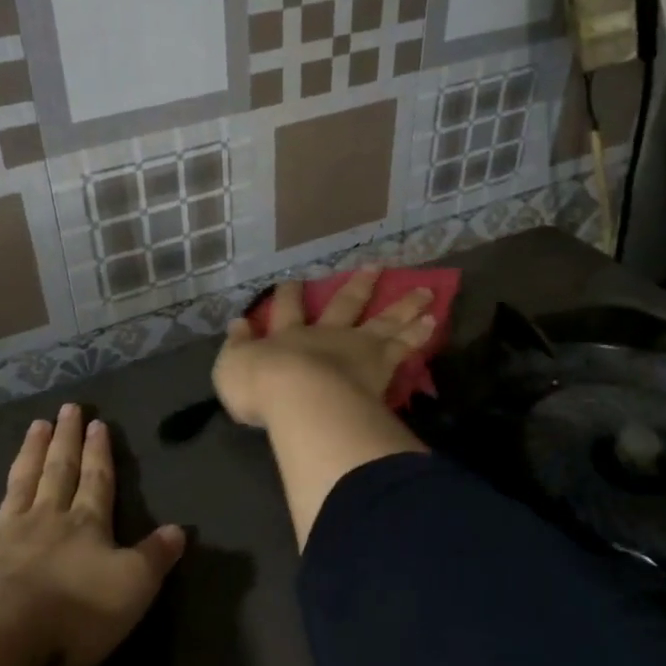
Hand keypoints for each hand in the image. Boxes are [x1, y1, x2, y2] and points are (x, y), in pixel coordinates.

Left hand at [0, 404, 183, 665]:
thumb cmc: (74, 614)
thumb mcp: (133, 587)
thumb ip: (155, 557)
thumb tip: (179, 529)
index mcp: (87, 525)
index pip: (97, 481)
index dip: (100, 452)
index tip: (98, 422)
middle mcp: (46, 520)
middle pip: (59, 472)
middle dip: (66, 441)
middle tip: (68, 409)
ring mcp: (3, 535)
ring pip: (20, 485)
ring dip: (30, 455)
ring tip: (35, 425)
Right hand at [213, 267, 436, 428]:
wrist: (302, 399)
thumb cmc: (262, 387)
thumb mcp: (232, 367)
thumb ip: (237, 346)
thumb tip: (236, 323)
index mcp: (288, 336)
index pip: (287, 310)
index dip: (288, 294)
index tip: (294, 279)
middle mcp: (325, 335)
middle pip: (345, 305)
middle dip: (358, 286)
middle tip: (376, 266)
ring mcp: (357, 347)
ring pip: (384, 321)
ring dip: (404, 305)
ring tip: (426, 291)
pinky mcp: (381, 365)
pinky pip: (404, 346)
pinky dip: (418, 334)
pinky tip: (433, 322)